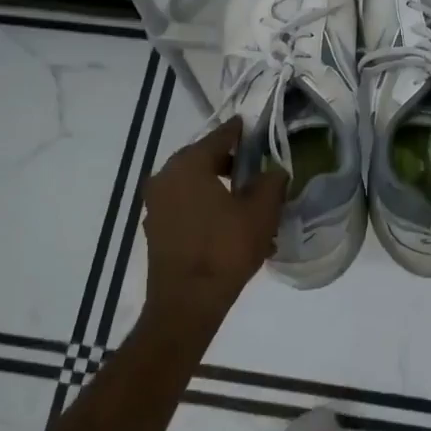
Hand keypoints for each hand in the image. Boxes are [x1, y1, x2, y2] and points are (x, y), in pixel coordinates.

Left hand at [143, 118, 286, 320]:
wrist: (187, 303)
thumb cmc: (225, 249)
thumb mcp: (261, 212)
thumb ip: (271, 183)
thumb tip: (274, 171)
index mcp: (188, 164)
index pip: (220, 137)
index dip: (240, 132)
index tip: (254, 128)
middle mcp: (165, 177)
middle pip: (204, 160)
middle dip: (231, 163)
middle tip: (257, 169)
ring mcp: (156, 205)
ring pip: (195, 186)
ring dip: (220, 189)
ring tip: (248, 203)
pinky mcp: (156, 229)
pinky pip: (186, 208)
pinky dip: (207, 209)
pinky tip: (230, 226)